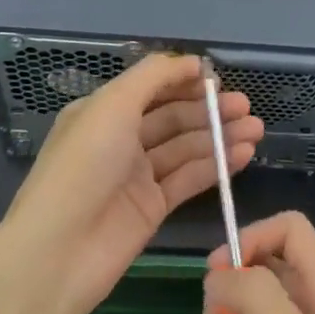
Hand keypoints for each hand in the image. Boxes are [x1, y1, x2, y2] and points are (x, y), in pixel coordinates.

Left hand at [0, 53, 262, 313]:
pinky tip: (243, 154)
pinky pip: (189, 179)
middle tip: (247, 107)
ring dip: (220, 137)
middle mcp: (120, 140)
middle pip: (173, 117)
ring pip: (186, 148)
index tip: (219, 79)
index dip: (184, 81)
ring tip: (256, 130)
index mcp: (103, 111)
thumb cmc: (83, 166)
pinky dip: (216, 166)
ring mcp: (137, 175)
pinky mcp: (152, 208)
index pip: (151, 88)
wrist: (58, 251)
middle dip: (210, 110)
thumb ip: (154, 77)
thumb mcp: (112, 105)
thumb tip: (192, 62)